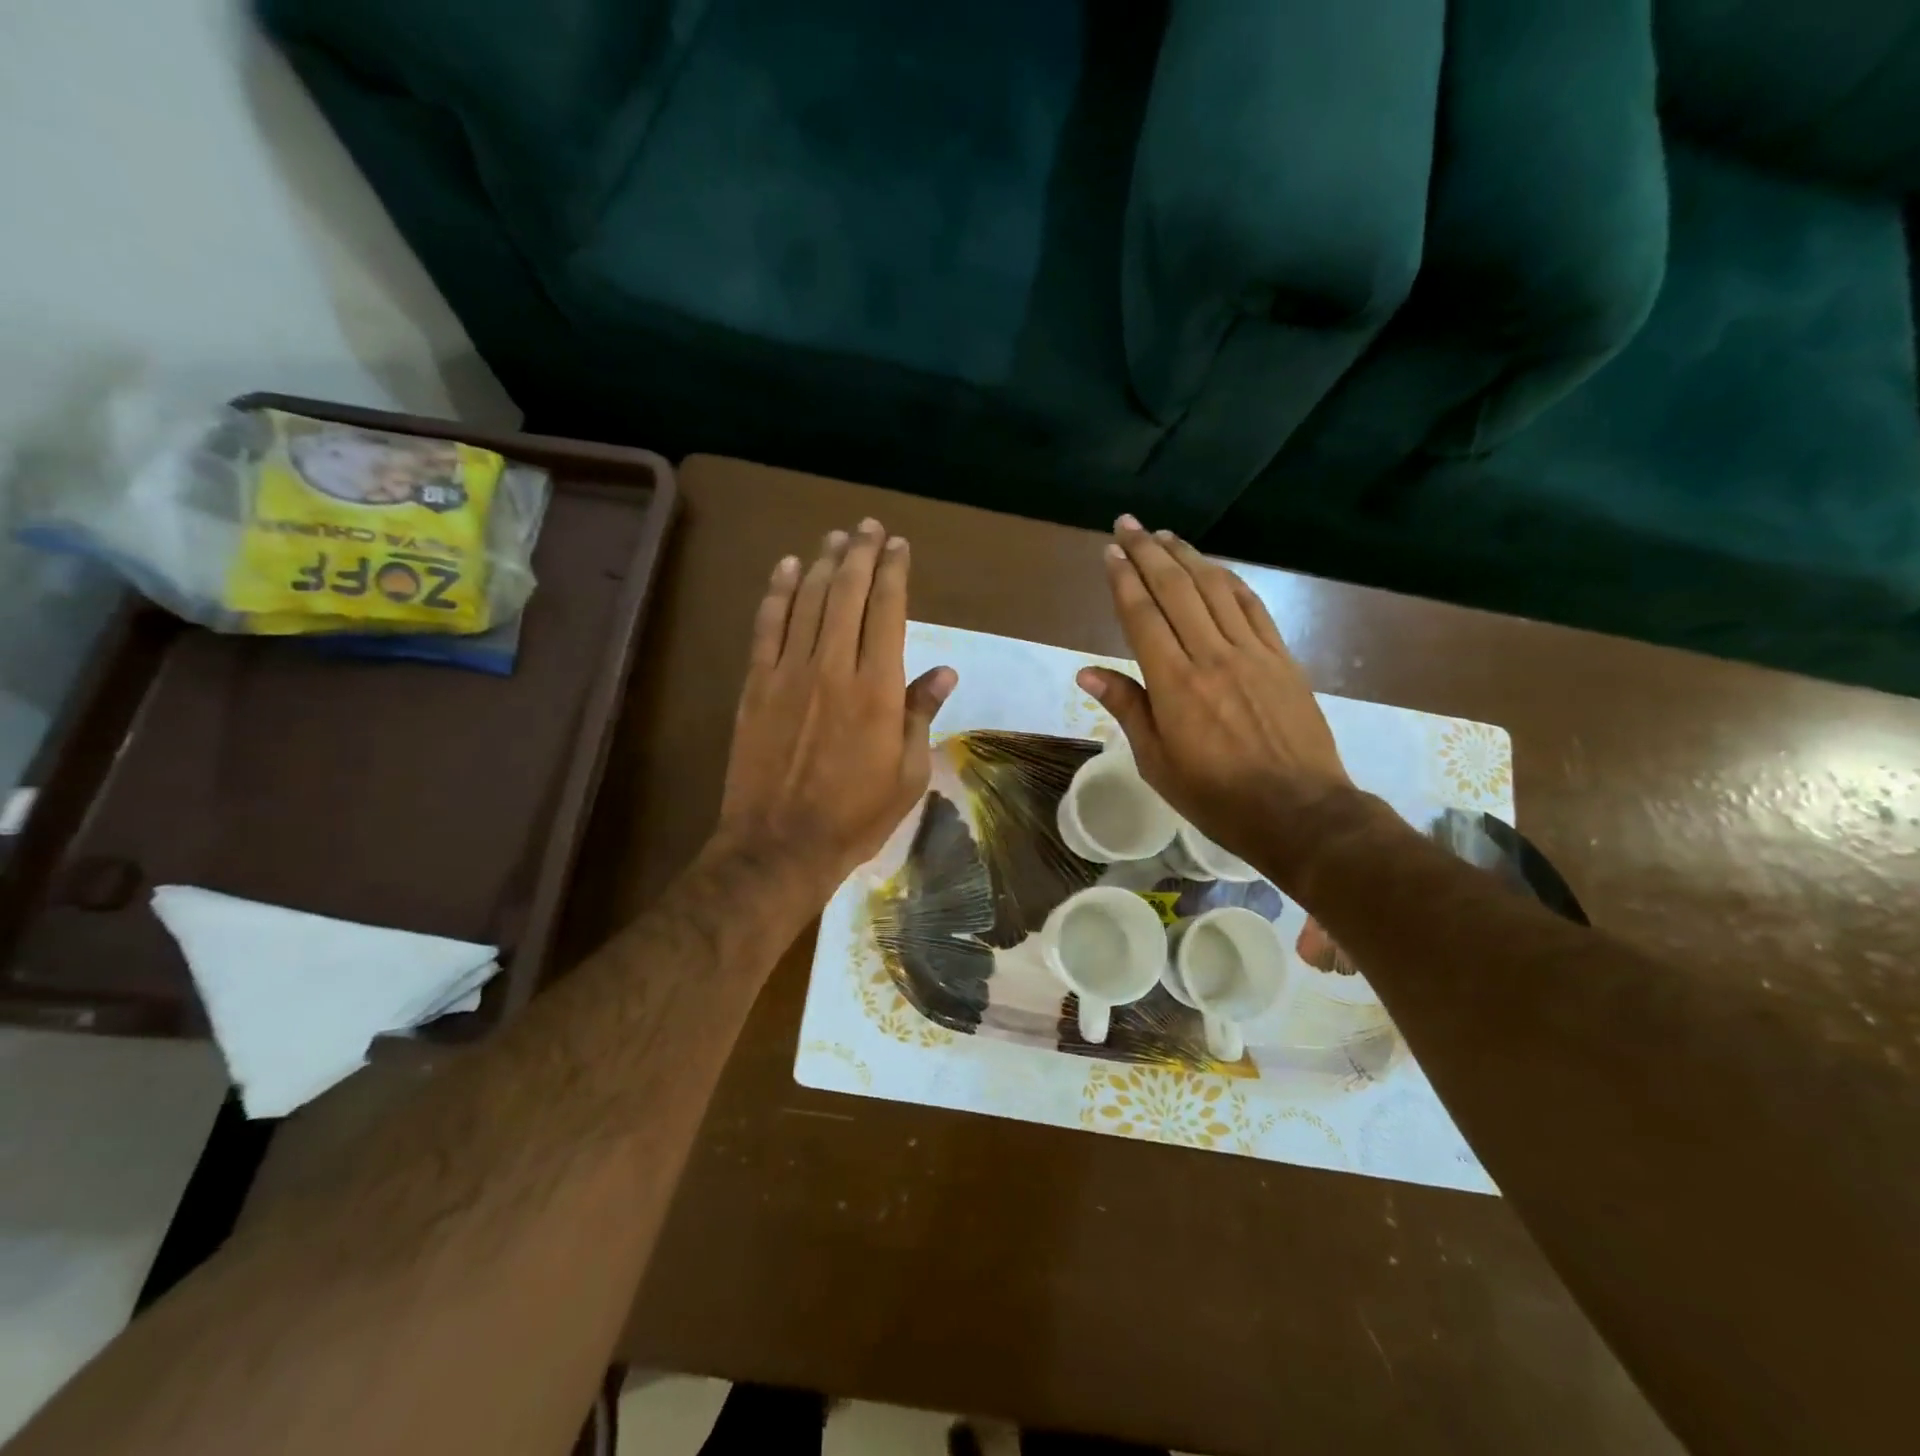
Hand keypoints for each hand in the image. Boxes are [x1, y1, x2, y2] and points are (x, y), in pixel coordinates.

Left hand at [716, 518, 955, 896]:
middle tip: (868, 527)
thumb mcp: (907, 773)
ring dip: (820, 563)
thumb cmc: (855, 816)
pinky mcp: (756, 685)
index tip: (899, 546)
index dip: (893, 572)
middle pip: (846, 593)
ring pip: (806, 601)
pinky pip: (766, 626)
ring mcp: (788, 673)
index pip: (887, 611)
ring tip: (834, 538)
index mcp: (878, 689)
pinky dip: (776, 592)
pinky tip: (785, 567)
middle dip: (859, 554)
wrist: (779, 845)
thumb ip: (921, 714)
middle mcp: (833, 667)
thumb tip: (944, 671)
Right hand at [1076, 515, 1353, 879]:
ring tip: (1165, 535)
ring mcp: (1252, 653)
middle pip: (1176, 589)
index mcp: (1175, 684)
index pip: (1142, 616)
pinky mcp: (1282, 658)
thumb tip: (1087, 673)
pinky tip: (1215, 568)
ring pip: (1215, 589)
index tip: (1111, 552)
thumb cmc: (1216, 796)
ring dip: (1188, 556)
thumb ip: (1127, 709)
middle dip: (1148, 552)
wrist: (1299, 811)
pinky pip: (1253, 607)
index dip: (1124, 580)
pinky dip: (1229, 581)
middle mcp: (1211, 655)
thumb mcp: (1157, 762)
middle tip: (1128, 524)